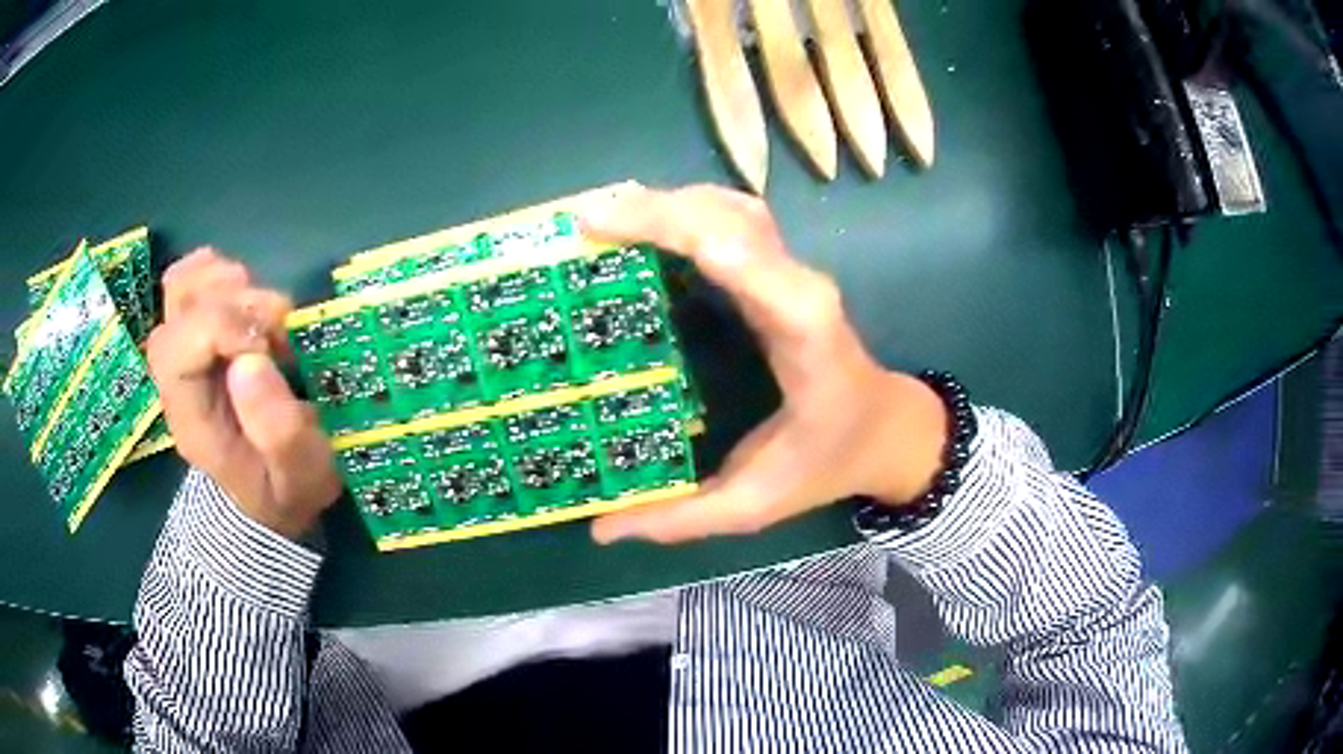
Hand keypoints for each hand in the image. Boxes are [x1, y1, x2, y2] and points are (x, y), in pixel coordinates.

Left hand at [146, 249, 341, 538]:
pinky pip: (194, 279)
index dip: (223, 326)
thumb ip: (279, 431)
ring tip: (267, 319)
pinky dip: (222, 274)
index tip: (271, 349)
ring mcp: (186, 349)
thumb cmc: (287, 488)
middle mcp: (178, 375)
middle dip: (234, 302)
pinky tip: (249, 302)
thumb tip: (251, 361)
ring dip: (231, 284)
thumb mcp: (301, 476)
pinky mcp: (201, 333)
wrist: (271, 495)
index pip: (179, 346)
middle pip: (179, 306)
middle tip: (277, 331)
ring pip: (184, 283)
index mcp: (191, 415)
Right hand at [582, 185, 948, 544]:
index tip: (651, 235)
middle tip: (587, 223)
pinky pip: (733, 219)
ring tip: (604, 215)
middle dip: (662, 213)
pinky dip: (687, 208)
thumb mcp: (754, 504)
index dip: (719, 249)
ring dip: (669, 203)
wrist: (884, 426)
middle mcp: (802, 291)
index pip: (768, 282)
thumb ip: (681, 519)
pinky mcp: (780, 268)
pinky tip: (647, 217)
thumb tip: (598, 529)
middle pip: (737, 226)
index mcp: (806, 342)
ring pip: (733, 210)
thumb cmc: (827, 462)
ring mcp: (793, 272)